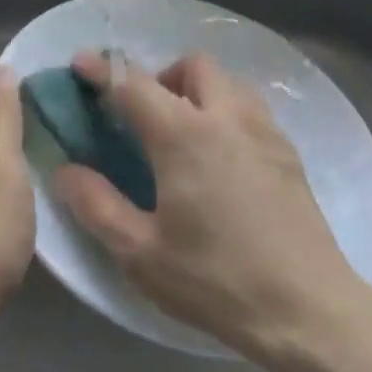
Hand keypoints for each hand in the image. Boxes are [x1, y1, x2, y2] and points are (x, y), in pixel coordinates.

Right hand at [52, 50, 366, 365]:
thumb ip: (97, 205)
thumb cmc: (215, 281)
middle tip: (144, 117)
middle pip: (192, 67)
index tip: (81, 64)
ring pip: (229, 81)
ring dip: (199, 90)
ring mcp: (265, 131)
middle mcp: (227, 118)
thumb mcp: (140, 253)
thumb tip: (66, 170)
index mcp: (184, 136)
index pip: (134, 84)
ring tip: (184, 133)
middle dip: (161, 76)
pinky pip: (252, 108)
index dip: (102, 71)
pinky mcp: (289, 152)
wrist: (306, 308)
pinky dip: (227, 111)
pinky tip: (222, 158)